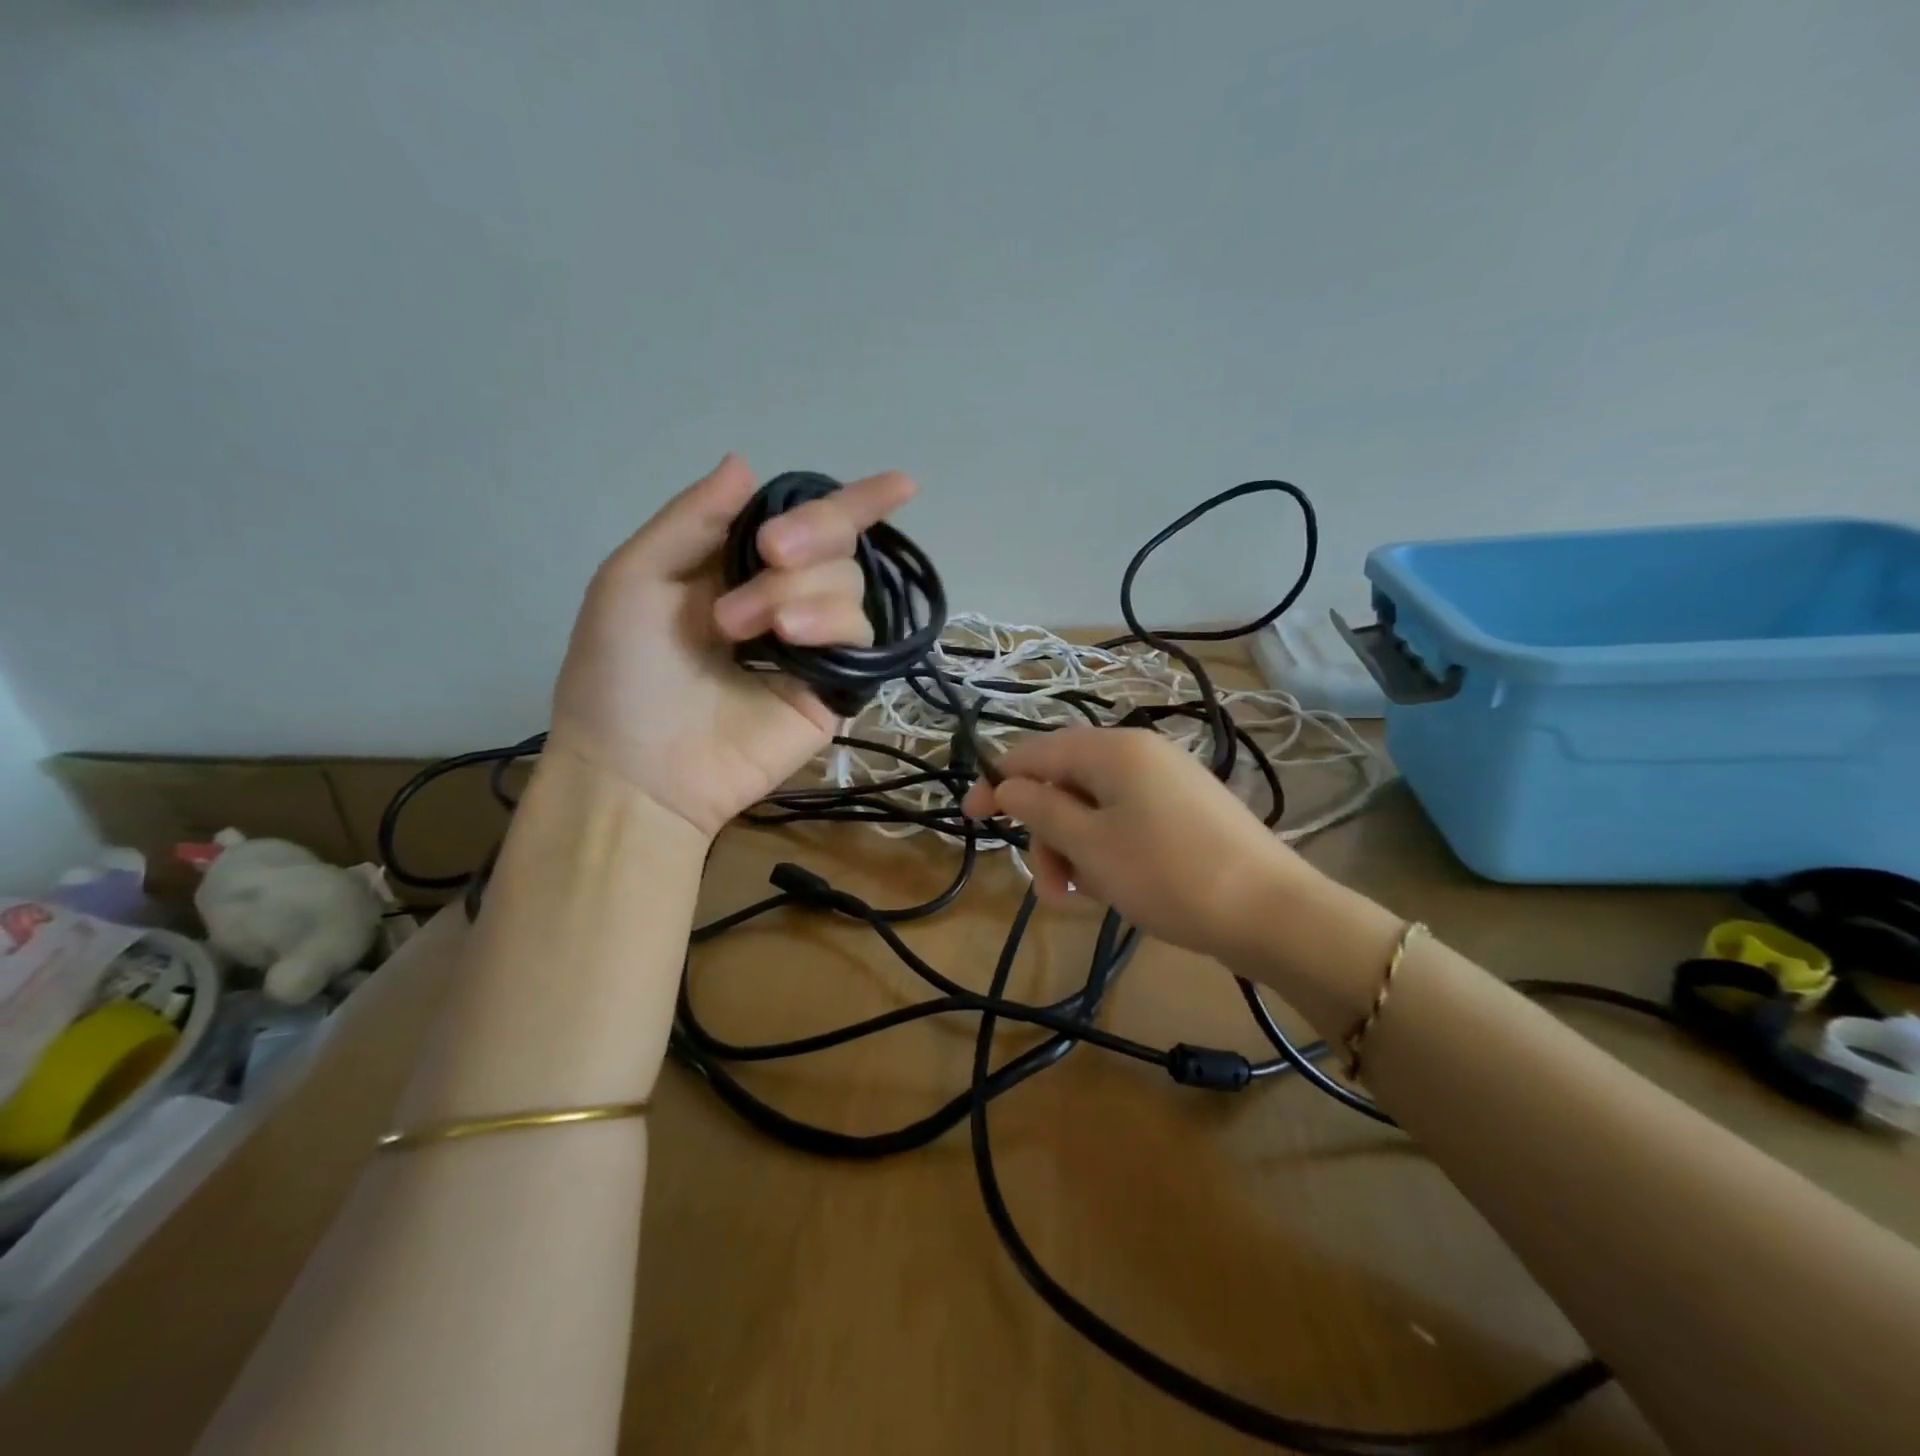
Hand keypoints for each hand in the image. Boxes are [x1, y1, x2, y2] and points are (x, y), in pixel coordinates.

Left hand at [549, 456, 916, 836]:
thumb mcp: (636, 578)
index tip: (902, 484)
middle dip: (810, 535)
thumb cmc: (620, 673)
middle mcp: (783, 600)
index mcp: (738, 569)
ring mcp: (813, 647)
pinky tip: (790, 639)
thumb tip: (747, 463)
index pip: (806, 526)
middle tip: (768, 552)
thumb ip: (693, 519)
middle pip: (839, 547)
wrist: (637, 770)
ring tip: (740, 629)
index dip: (854, 503)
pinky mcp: (834, 689)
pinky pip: (860, 638)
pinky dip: (829, 624)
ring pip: (850, 588)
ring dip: (797, 591)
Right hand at [963, 727, 1320, 963]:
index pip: (1035, 753)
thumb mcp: (1090, 844)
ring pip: (1093, 808)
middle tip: (1051, 890)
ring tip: (1082, 899)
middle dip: (1046, 835)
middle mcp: (1139, 753)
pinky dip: (1106, 852)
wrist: (1271, 913)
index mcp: (1113, 749)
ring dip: (1074, 851)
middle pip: (1064, 783)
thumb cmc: (1167, 874)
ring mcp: (1166, 782)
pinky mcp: (1184, 811)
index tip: (970, 819)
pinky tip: (1112, 890)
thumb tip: (1006, 784)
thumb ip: (1039, 809)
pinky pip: (1125, 821)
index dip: (997, 783)